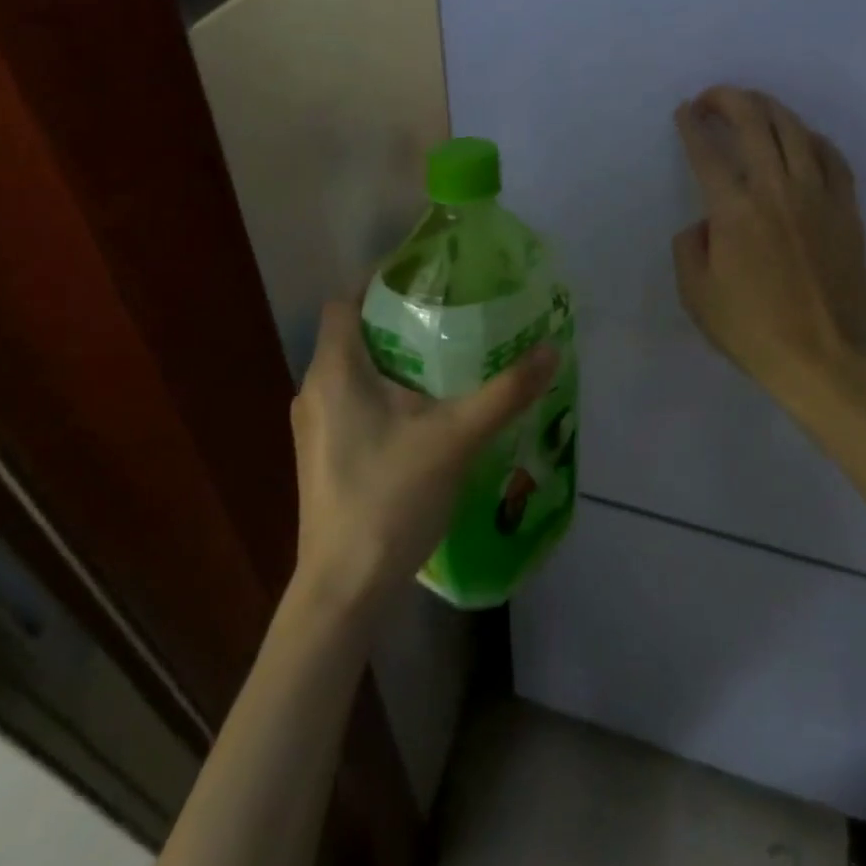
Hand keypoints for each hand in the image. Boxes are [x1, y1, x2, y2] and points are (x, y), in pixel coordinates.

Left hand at [290, 301, 555, 612]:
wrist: (345, 587)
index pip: (346, 300)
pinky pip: (352, 402)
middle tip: (449, 315)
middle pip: (353, 334)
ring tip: (444, 359)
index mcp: (334, 371)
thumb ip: (504, 392)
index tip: (426, 277)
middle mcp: (314, 390)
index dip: (379, 282)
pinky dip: (384, 392)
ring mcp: (314, 427)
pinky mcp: (323, 456)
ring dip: (393, 360)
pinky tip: (424, 414)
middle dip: (398, 320)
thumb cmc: (391, 497)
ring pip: (353, 372)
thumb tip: (551, 348)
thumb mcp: (456, 437)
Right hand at [673, 86, 865, 414]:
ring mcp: (818, 196)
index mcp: (734, 211)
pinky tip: (801, 138)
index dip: (692, 125)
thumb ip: (689, 247)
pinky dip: (812, 138)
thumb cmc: (751, 330)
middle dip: (728, 100)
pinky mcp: (846, 210)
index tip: (684, 112)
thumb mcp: (695, 295)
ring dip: (769, 108)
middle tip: (712, 97)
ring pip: (795, 131)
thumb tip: (705, 222)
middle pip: (754, 124)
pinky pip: (832, 158)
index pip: (708, 152)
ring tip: (753, 104)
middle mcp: (777, 190)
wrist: (823, 357)